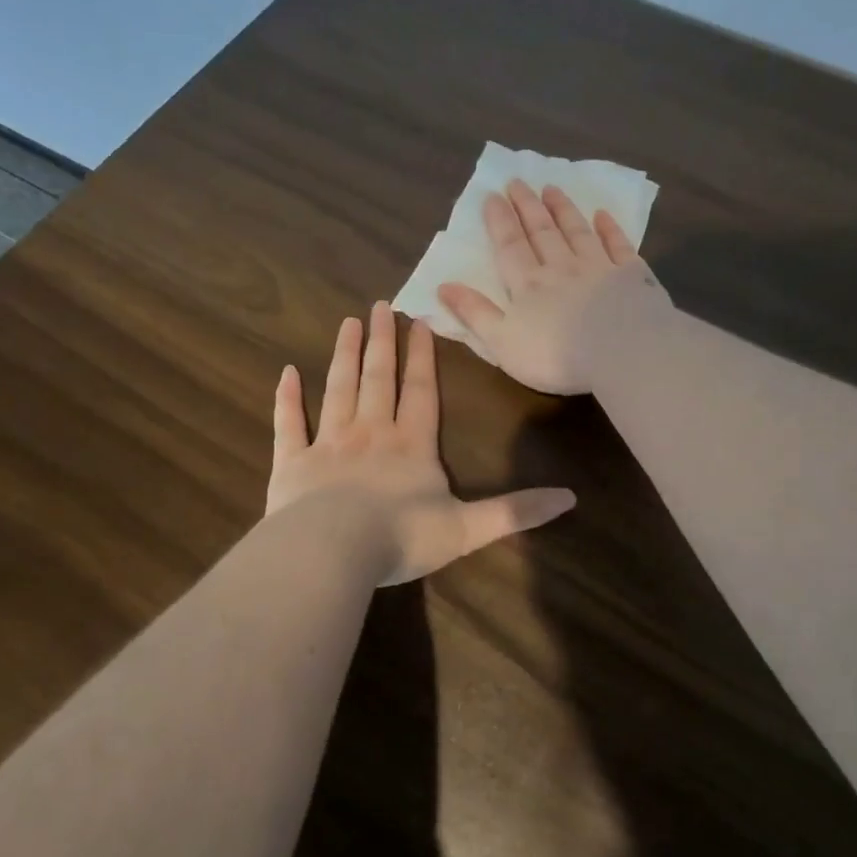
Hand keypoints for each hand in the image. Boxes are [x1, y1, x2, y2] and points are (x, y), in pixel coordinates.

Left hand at [266, 302, 575, 583]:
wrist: (332, 552)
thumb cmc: (402, 538)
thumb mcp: (469, 529)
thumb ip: (516, 511)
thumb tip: (570, 498)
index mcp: (412, 445)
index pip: (420, 391)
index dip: (422, 357)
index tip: (419, 322)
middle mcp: (370, 433)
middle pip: (378, 378)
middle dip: (382, 342)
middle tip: (380, 304)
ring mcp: (327, 444)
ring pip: (338, 389)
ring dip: (344, 355)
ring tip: (349, 324)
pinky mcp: (291, 463)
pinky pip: (288, 424)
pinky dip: (286, 398)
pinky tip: (286, 372)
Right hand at [436, 180, 670, 394]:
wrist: (621, 352)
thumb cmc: (555, 355)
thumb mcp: (502, 342)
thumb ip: (475, 313)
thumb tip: (443, 286)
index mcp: (528, 285)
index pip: (510, 246)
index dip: (499, 221)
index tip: (492, 195)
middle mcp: (561, 268)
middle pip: (542, 232)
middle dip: (527, 206)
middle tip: (518, 182)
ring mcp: (599, 268)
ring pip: (577, 232)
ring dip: (563, 210)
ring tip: (552, 188)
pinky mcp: (632, 276)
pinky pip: (618, 246)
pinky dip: (609, 229)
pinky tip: (602, 215)